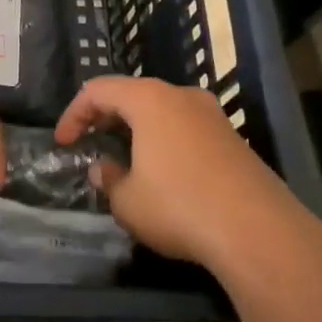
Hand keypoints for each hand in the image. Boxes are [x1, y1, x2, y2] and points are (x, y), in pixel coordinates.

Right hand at [55, 76, 313, 273]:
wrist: (258, 232)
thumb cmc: (179, 206)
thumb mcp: (127, 201)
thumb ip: (109, 180)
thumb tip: (105, 170)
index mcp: (149, 100)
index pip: (98, 90)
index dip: (74, 114)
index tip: (63, 143)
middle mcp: (182, 97)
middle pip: (133, 94)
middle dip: (106, 117)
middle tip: (90, 144)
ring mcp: (213, 116)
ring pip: (163, 111)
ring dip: (137, 130)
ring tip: (124, 159)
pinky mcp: (234, 140)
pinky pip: (187, 129)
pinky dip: (165, 142)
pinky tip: (163, 174)